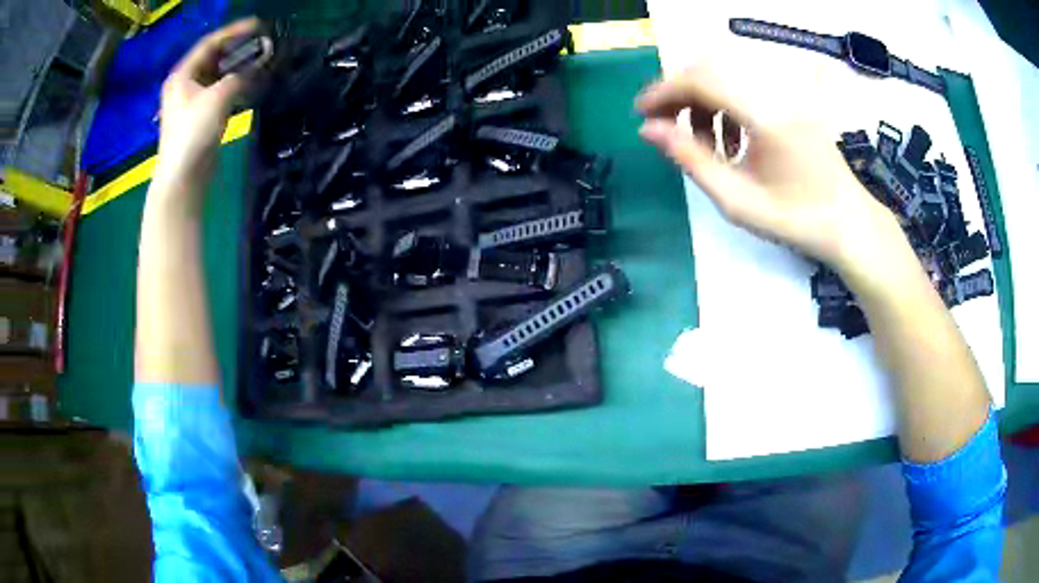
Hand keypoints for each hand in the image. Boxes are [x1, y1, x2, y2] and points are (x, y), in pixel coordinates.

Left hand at [154, 18, 267, 193]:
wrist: (182, 178)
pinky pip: (220, 91)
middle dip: (238, 49)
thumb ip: (241, 74)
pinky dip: (235, 84)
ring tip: (261, 61)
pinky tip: (251, 83)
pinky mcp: (200, 117)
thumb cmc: (193, 133)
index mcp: (182, 74)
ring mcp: (192, 101)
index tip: (258, 25)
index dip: (234, 31)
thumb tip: (262, 58)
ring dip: (239, 67)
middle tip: (262, 44)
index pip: (210, 43)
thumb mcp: (219, 97)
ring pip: (218, 75)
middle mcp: (185, 84)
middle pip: (214, 58)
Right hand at [636, 63, 904, 276]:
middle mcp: (777, 92)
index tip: (640, 113)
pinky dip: (726, 105)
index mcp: (767, 115)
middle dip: (680, 93)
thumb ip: (690, 160)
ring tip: (703, 142)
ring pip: (727, 75)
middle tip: (664, 126)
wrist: (848, 223)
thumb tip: (648, 130)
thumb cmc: (797, 220)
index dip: (664, 91)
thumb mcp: (737, 201)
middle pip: (711, 69)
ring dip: (703, 101)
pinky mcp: (793, 100)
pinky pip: (747, 87)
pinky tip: (731, 140)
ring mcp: (788, 93)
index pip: (702, 80)